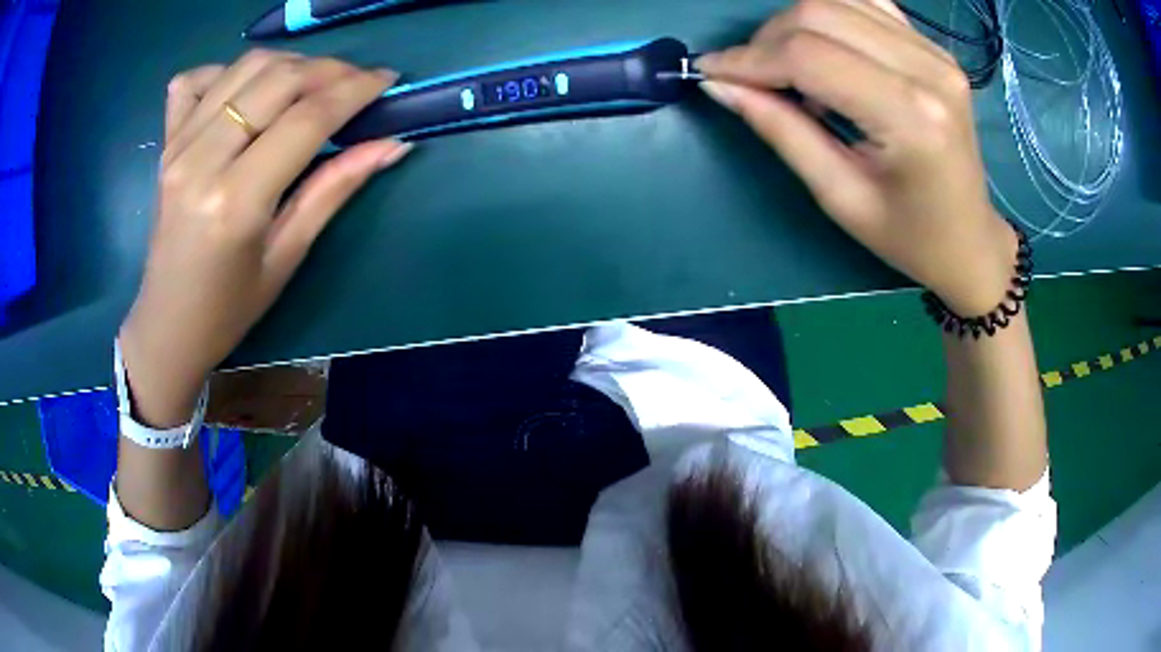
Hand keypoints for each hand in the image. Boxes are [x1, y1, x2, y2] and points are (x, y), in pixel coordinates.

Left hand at [119, 50, 411, 427]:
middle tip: (356, 83)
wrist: (167, 326)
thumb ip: (335, 190)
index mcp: (235, 202)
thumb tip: (392, 144)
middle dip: (329, 70)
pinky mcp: (166, 142)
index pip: (307, 119)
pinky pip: (195, 79)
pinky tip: (247, 93)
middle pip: (278, 79)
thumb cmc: (229, 308)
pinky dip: (228, 72)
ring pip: (245, 67)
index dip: (355, 90)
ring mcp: (178, 146)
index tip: (387, 79)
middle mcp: (201, 161)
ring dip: (290, 64)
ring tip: (313, 85)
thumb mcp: (287, 256)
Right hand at [696, 0, 1014, 316]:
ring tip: (788, 67)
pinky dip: (830, 17)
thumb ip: (781, 131)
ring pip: (838, 0)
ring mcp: (935, 53)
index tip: (711, 72)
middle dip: (767, 39)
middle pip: (818, 13)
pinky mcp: (935, 48)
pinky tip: (825, 50)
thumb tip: (719, 83)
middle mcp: (928, 70)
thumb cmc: (909, 236)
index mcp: (911, 118)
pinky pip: (866, 5)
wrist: (970, 239)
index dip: (749, 58)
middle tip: (751, 76)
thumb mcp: (840, 197)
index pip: (809, 56)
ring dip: (795, 25)